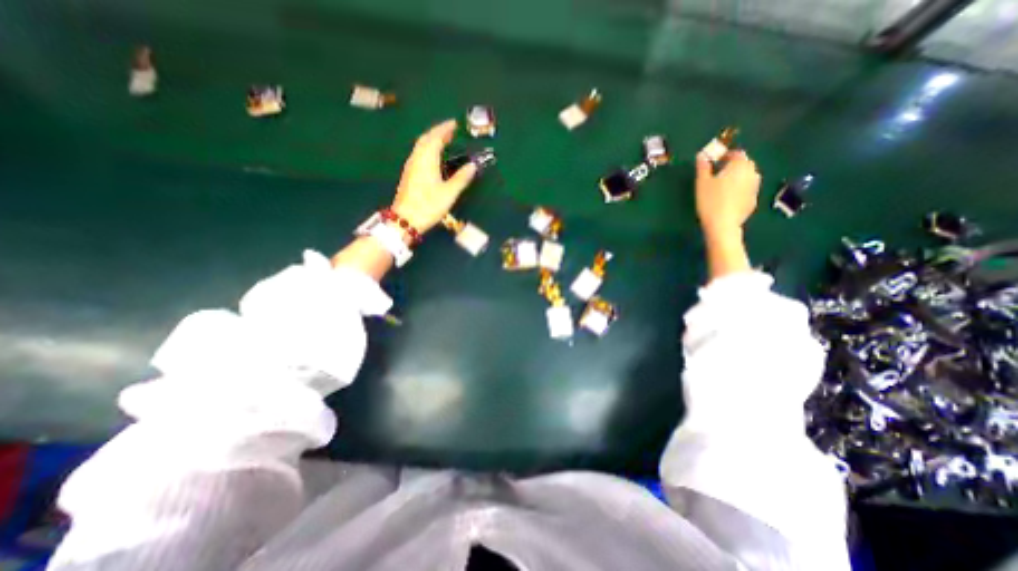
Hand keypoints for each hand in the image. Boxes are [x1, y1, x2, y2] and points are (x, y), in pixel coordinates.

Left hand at [390, 117, 476, 233]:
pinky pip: (419, 154)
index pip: (435, 137)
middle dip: (438, 132)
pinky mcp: (409, 175)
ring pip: (421, 146)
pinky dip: (428, 149)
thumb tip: (473, 165)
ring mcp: (411, 166)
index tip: (454, 123)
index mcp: (426, 159)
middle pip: (425, 139)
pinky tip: (434, 157)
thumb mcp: (449, 193)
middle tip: (450, 130)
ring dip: (432, 140)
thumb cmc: (428, 205)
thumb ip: (461, 178)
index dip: (445, 129)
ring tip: (444, 141)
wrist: (405, 219)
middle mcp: (416, 159)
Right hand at [697, 148, 757, 235]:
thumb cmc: (710, 201)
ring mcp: (755, 187)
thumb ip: (703, 167)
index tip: (715, 162)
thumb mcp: (702, 183)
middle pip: (744, 164)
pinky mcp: (753, 200)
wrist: (723, 224)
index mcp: (740, 165)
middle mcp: (752, 173)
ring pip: (746, 177)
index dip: (725, 155)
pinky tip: (727, 199)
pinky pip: (746, 190)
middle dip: (732, 166)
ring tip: (722, 187)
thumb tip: (702, 155)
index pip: (736, 153)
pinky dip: (739, 190)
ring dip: (737, 178)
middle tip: (717, 174)